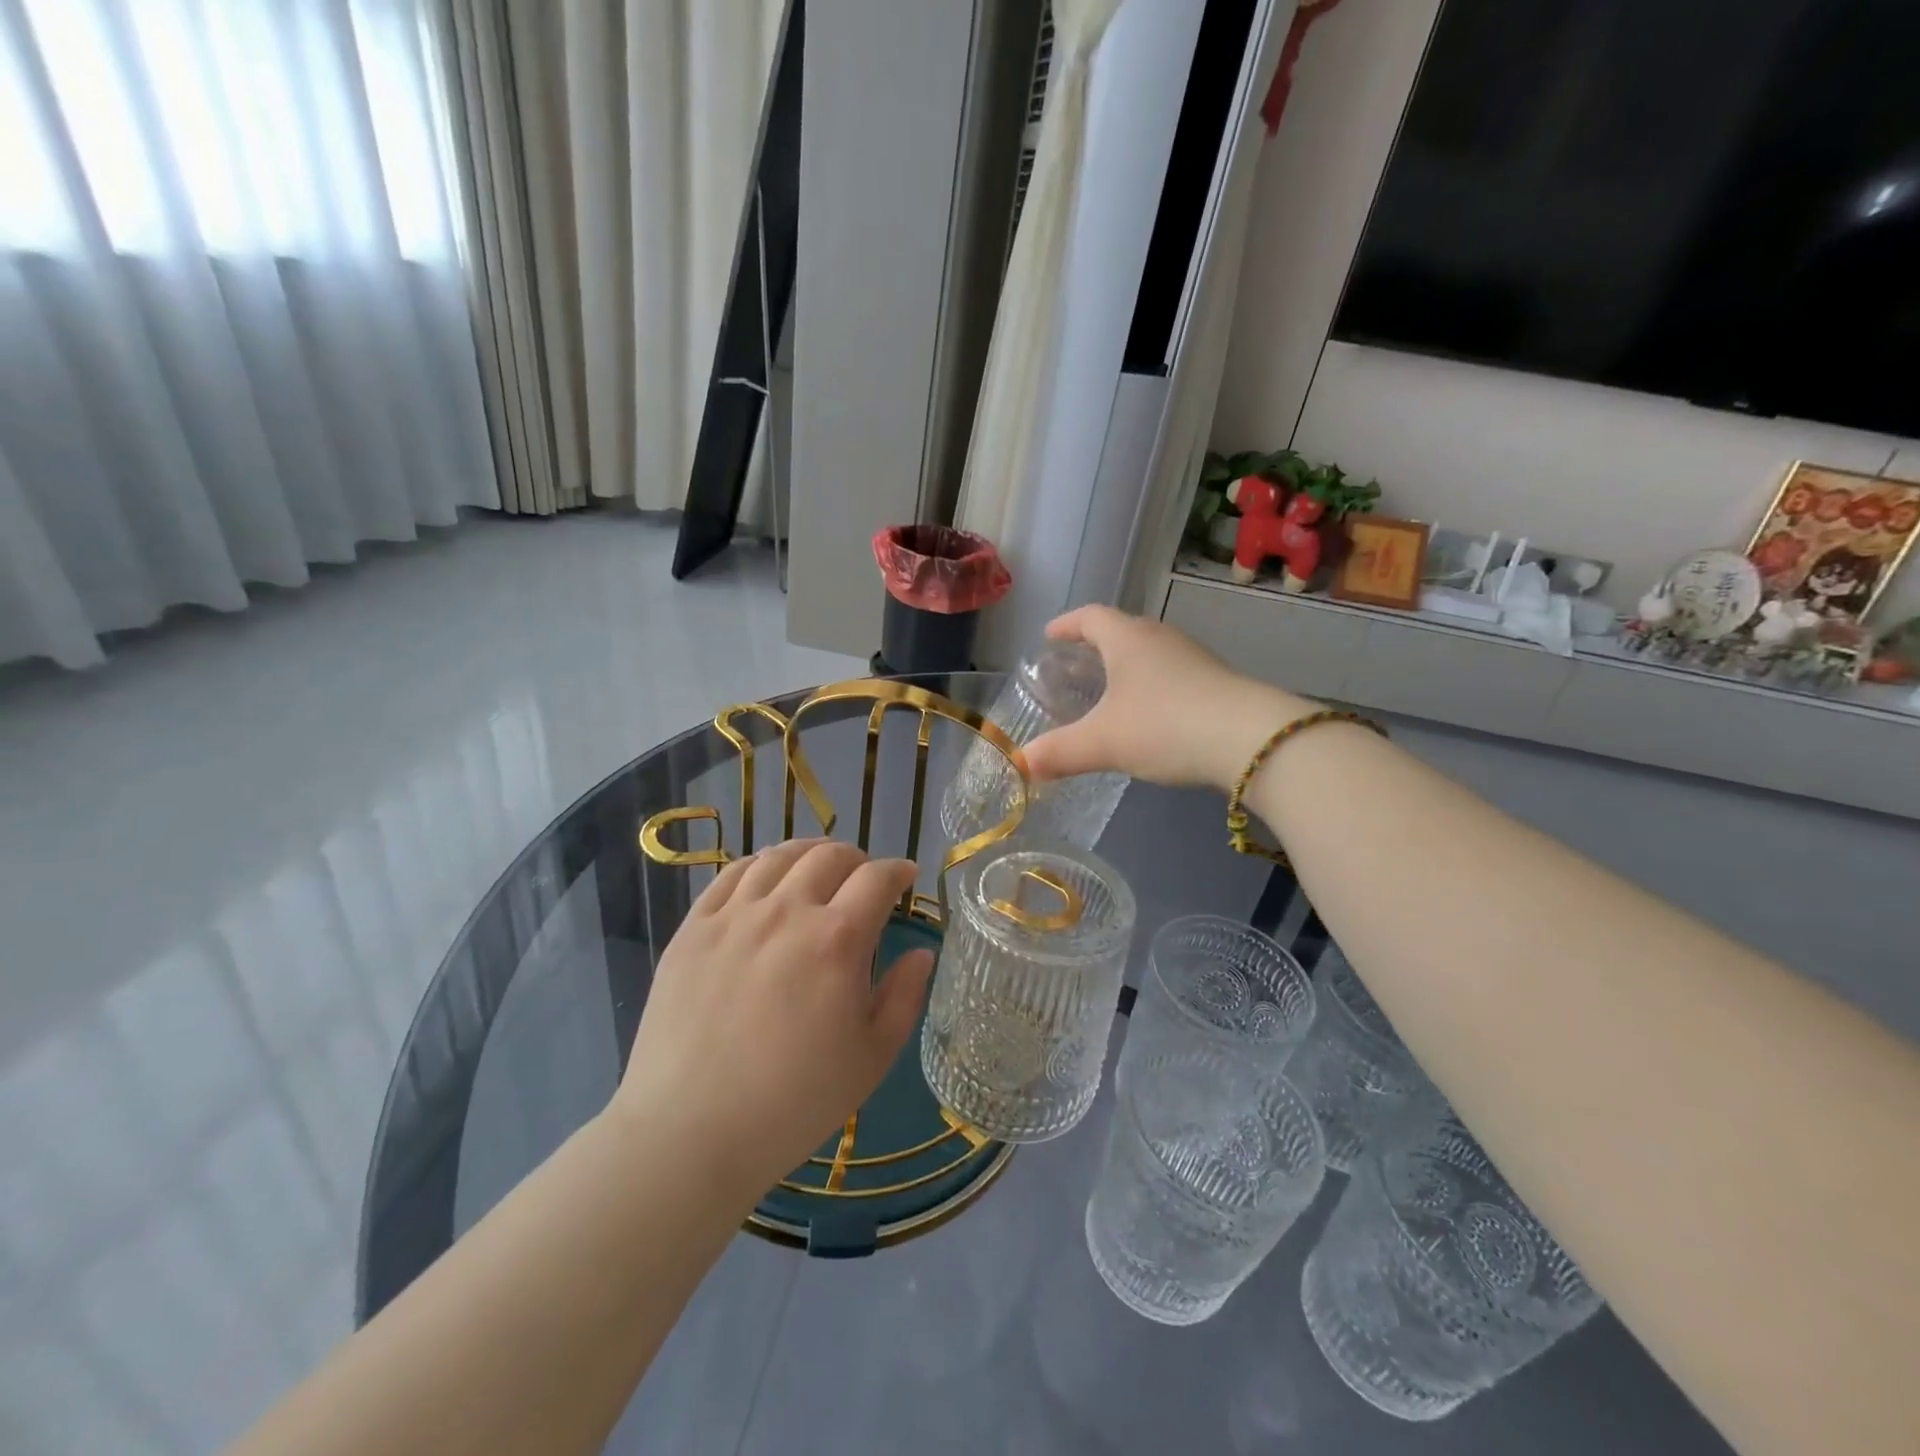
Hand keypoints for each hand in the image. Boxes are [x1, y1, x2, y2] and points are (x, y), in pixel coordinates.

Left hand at [611, 839, 932, 1201]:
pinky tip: (766, 879)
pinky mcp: (694, 928)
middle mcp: (787, 911)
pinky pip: (731, 874)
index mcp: (837, 940)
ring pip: (779, 856)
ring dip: (809, 853)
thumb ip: (904, 997)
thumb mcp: (871, 1058)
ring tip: (817, 868)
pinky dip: (759, 865)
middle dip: (858, 859)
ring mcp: (734, 915)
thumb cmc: (794, 1103)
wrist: (689, 1133)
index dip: (899, 871)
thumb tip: (922, 953)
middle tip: (863, 879)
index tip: (906, 878)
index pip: (878, 878)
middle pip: (830, 856)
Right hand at [1022, 606, 1313, 792]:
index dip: (1066, 624)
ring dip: (1125, 667)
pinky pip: (1171, 675)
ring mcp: (1192, 658)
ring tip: (1108, 692)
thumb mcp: (1103, 742)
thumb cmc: (1165, 725)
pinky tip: (1148, 716)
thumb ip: (1059, 752)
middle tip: (1074, 667)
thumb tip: (1020, 764)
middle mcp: (1160, 638)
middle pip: (1121, 631)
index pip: (1090, 617)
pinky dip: (1150, 686)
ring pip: (1148, 653)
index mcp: (1127, 638)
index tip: (1049, 635)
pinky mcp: (1214, 682)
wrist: (1250, 740)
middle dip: (1094, 646)